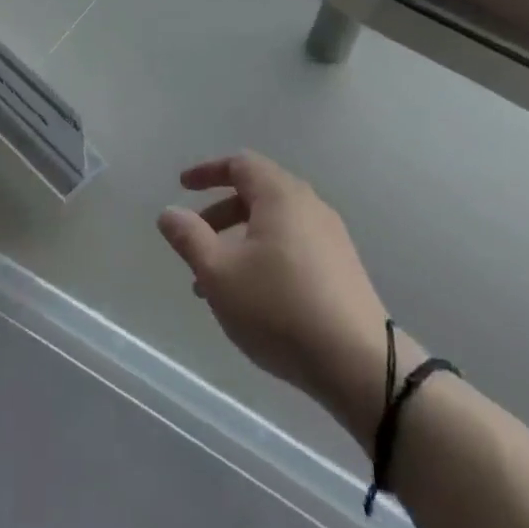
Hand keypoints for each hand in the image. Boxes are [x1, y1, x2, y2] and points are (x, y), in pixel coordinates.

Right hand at [158, 152, 417, 445]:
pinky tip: (252, 296)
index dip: (208, 171)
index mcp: (281, 196)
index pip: (241, 164)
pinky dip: (263, 255)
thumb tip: (169, 212)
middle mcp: (309, 206)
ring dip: (239, 241)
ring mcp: (331, 237)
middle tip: (194, 240)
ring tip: (214, 282)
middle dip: (220, 213)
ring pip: (274, 224)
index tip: (182, 186)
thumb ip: (189, 237)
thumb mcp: (220, 273)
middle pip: (257, 193)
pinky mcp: (342, 267)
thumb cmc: (279, 308)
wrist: (358, 363)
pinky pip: (293, 245)